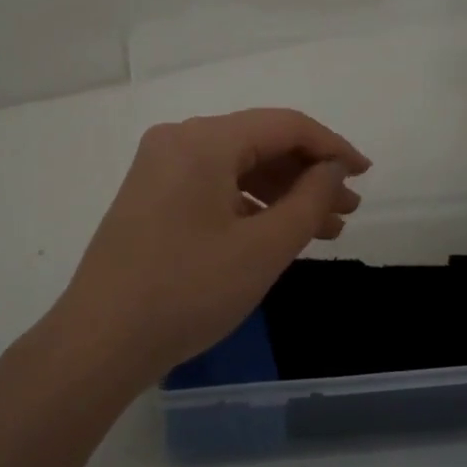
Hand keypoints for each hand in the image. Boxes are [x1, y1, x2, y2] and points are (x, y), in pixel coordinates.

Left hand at [47, 109, 370, 392]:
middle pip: (259, 143)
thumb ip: (309, 200)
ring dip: (282, 193)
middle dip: (308, 175)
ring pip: (236, 168)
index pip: (284, 125)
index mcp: (203, 140)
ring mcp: (158, 168)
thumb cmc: (188, 291)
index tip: (366, 174)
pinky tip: (277, 233)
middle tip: (349, 210)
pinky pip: (212, 186)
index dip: (331, 147)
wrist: (100, 341)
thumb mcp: (263, 248)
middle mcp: (177, 141)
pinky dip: (249, 205)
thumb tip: (332, 169)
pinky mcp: (150, 197)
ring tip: (324, 228)